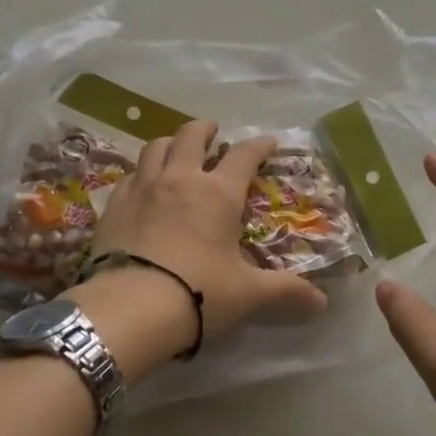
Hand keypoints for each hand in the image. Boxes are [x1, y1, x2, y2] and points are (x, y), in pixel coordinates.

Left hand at [76, 120, 327, 374]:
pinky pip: (130, 175)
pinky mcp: (114, 204)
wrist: (131, 306)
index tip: (268, 142)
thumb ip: (284, 291)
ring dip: (170, 142)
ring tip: (176, 149)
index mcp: (218, 193)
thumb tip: (321, 302)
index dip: (259, 146)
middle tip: (213, 131)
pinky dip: (141, 172)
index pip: (244, 156)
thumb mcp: (248, 294)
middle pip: (192, 136)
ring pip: (155, 147)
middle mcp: (180, 179)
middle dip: (205, 129)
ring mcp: (143, 188)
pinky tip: (142, 185)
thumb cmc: (199, 293)